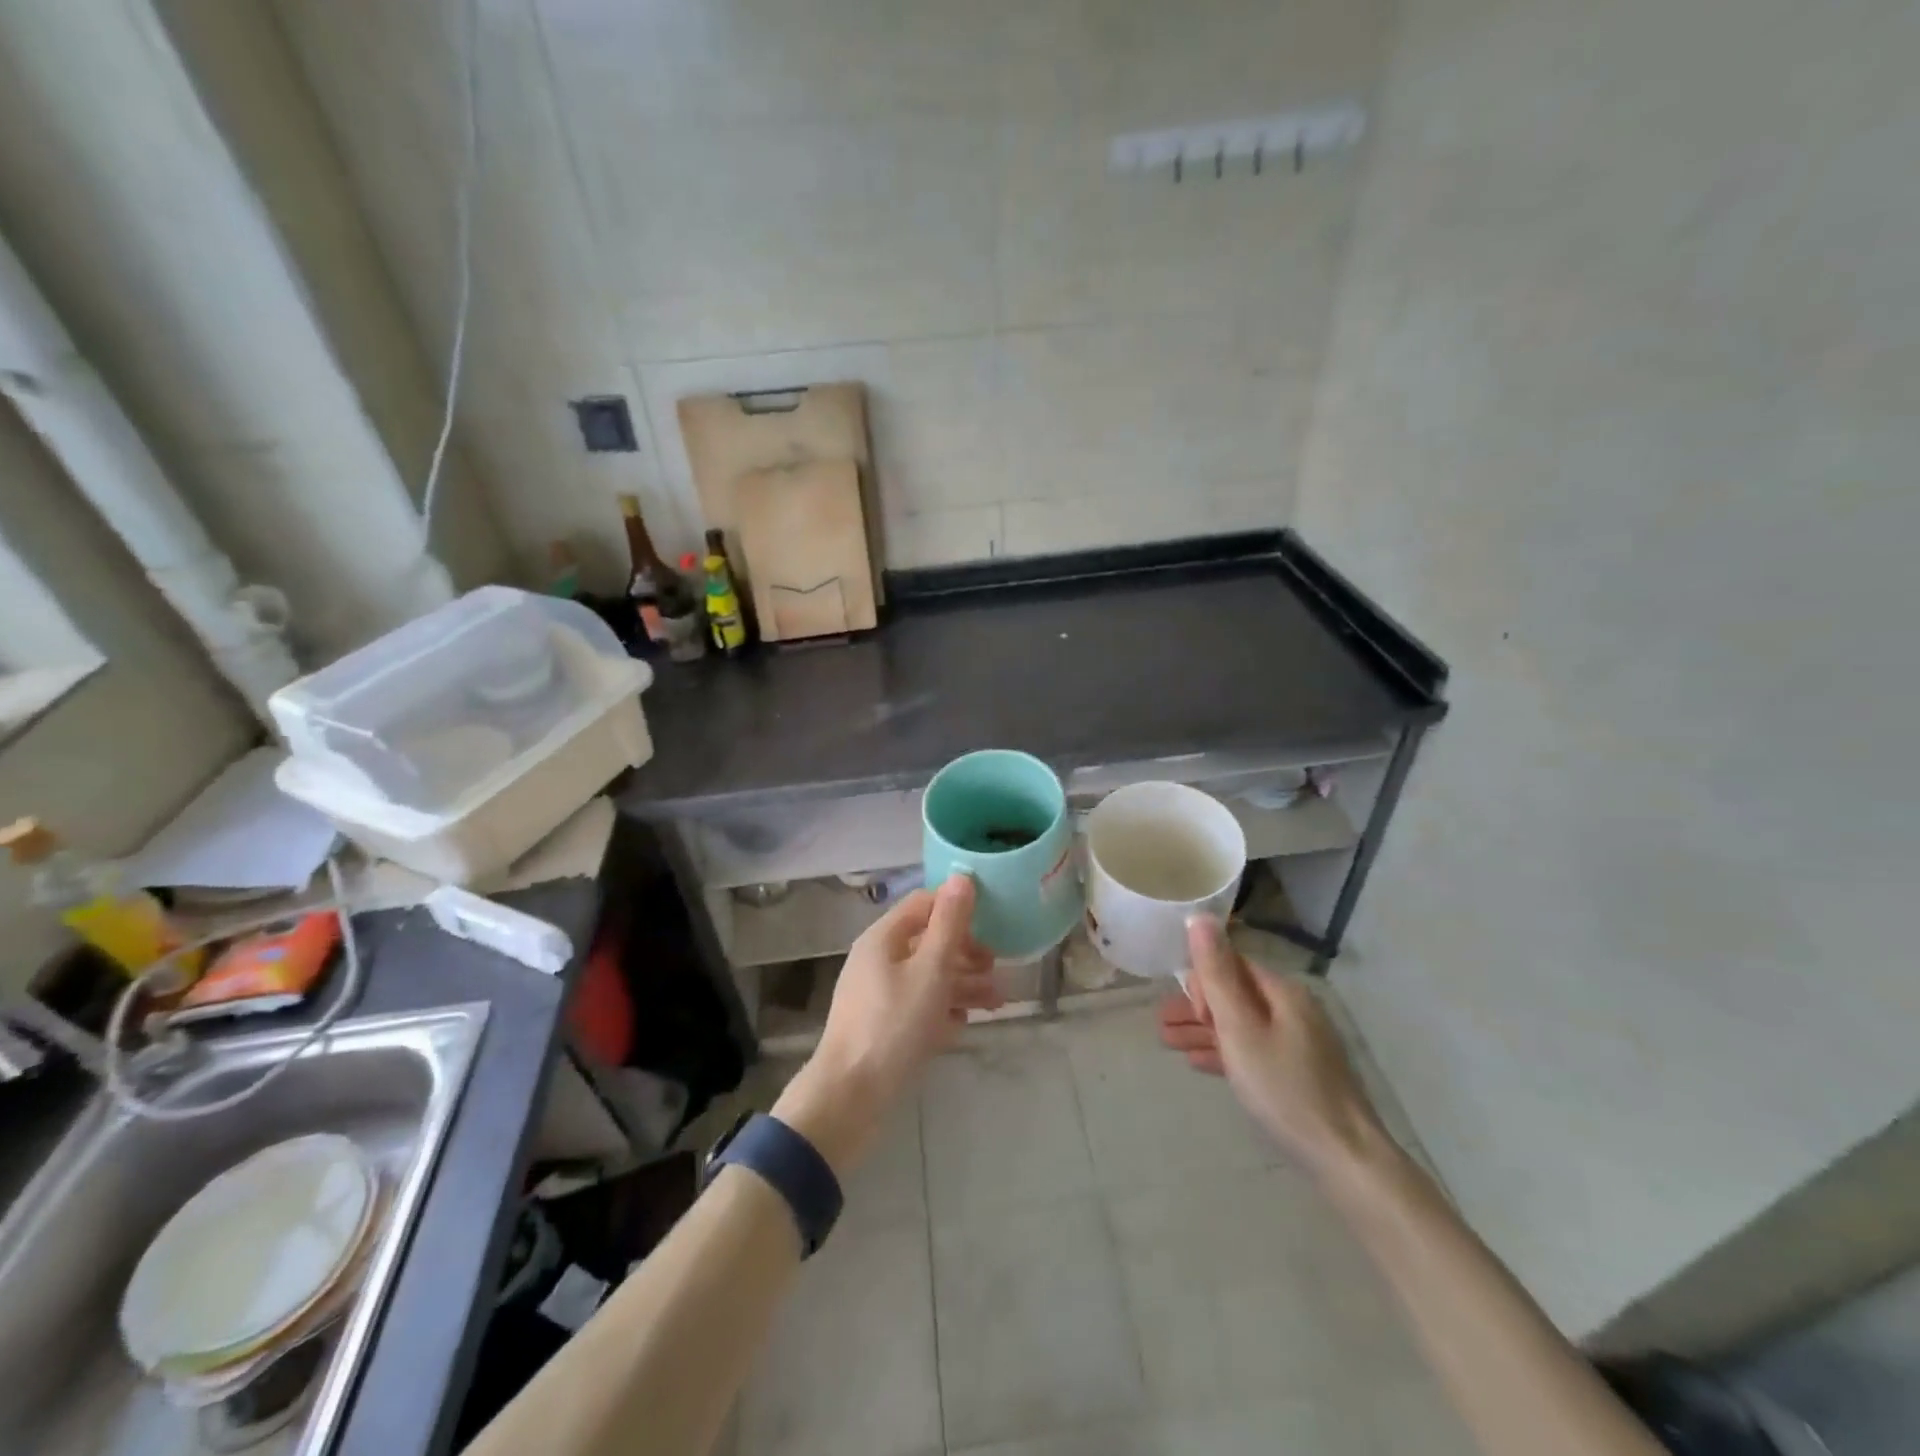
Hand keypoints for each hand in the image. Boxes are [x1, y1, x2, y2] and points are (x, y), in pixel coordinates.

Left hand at [774, 875, 999, 1173]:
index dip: (957, 908)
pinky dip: (943, 1010)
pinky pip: (918, 1006)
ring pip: (926, 977)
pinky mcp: (882, 1026)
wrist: (850, 1097)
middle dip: (966, 952)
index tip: (993, 922)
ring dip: (962, 983)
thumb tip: (962, 878)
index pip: (923, 904)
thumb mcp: (930, 970)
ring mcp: (877, 995)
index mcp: (883, 938)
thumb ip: (949, 925)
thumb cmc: (893, 1025)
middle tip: (997, 967)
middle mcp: (878, 960)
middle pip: (927, 942)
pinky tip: (964, 1025)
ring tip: (997, 1001)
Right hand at [1156, 915, 1390, 1183]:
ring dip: (1204, 1030)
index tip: (1183, 1009)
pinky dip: (1225, 1051)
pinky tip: (1199, 1062)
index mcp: (1283, 992)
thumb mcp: (1240, 1028)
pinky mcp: (1300, 1073)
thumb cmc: (1284, 1088)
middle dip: (1196, 1007)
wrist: (1345, 1159)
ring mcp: (1299, 1043)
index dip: (1202, 981)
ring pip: (1242, 1025)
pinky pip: (1254, 1050)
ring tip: (1166, 1042)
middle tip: (1161, 1026)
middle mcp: (1293, 1010)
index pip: (1233, 965)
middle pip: (1235, 995)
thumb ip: (1217, 974)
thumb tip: (1199, 917)